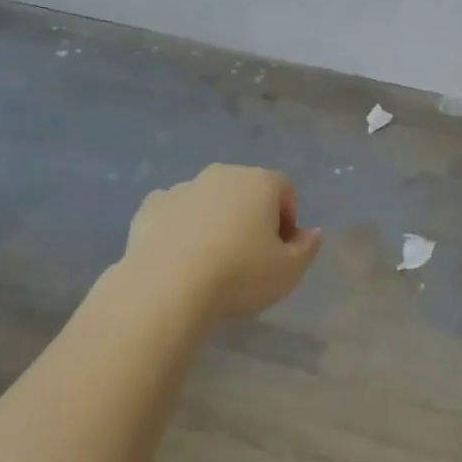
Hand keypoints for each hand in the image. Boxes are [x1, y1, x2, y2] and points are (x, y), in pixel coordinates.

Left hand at [125, 165, 320, 318]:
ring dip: (215, 221)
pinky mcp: (150, 206)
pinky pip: (175, 213)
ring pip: (208, 200)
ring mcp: (183, 187)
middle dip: (251, 216)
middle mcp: (222, 175)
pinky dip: (181, 228)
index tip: (281, 249)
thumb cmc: (240, 274)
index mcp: (260, 182)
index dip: (288, 218)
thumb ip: (307, 248)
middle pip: (245, 190)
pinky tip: (180, 259)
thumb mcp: (289, 271)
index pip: (285, 189)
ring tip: (211, 260)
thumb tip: (310, 233)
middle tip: (249, 255)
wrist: (167, 287)